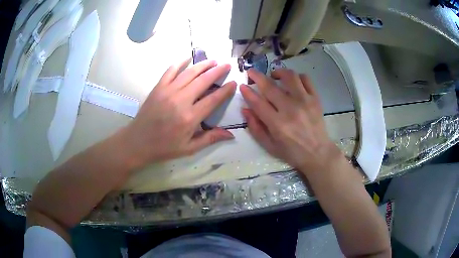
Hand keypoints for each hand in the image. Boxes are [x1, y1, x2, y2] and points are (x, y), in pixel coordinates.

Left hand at [121, 58, 236, 166]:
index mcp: (190, 117)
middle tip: (227, 65)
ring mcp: (168, 91)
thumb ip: (210, 139)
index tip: (233, 83)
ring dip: (203, 65)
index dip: (225, 90)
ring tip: (213, 61)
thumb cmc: (164, 147)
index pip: (213, 99)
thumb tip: (231, 134)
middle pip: (203, 81)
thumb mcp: (189, 148)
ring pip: (189, 73)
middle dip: (217, 71)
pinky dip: (180, 63)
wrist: (138, 142)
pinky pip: (170, 71)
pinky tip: (188, 58)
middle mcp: (181, 100)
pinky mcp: (158, 87)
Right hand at [240, 69, 341, 173]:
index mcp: (277, 124)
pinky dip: (297, 77)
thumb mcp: (270, 146)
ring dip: (278, 72)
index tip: (242, 85)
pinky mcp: (315, 99)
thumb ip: (256, 128)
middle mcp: (290, 109)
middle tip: (251, 72)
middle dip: (257, 76)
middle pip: (270, 87)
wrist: (318, 153)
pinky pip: (305, 79)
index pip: (258, 102)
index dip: (247, 92)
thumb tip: (245, 110)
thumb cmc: (292, 152)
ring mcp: (305, 102)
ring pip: (289, 77)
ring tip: (274, 75)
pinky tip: (292, 82)